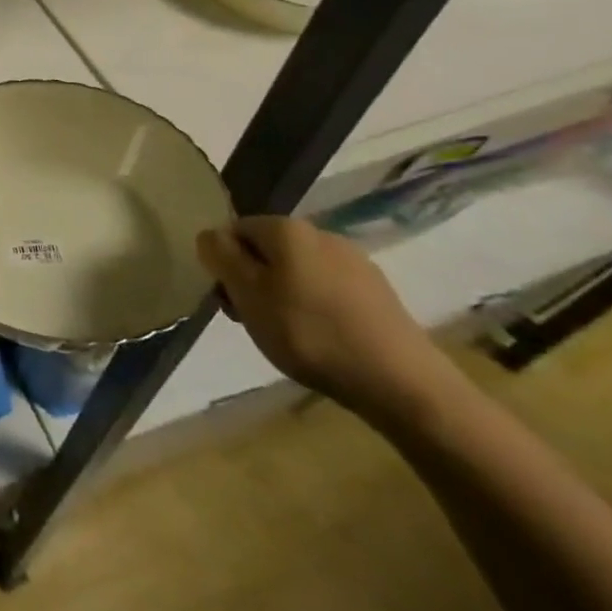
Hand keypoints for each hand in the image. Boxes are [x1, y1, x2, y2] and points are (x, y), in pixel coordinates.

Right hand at [197, 215, 456, 427]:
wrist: (401, 383)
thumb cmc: (309, 333)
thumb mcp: (247, 293)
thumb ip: (221, 256)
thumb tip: (210, 236)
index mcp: (286, 227)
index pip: (235, 229)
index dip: (224, 263)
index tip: (229, 299)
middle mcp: (321, 233)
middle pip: (268, 250)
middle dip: (253, 280)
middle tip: (253, 320)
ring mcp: (355, 263)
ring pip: (298, 270)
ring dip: (283, 295)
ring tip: (287, 334)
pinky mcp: (379, 294)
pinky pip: (328, 291)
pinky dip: (315, 309)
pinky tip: (322, 339)